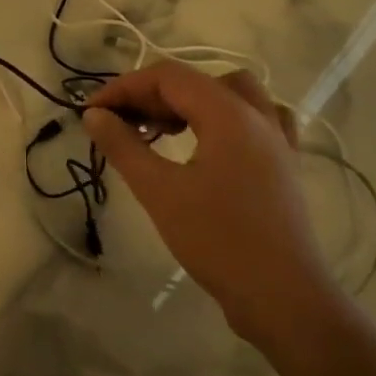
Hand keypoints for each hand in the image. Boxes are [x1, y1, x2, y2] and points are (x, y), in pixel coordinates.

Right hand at [82, 62, 333, 347]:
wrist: (282, 297)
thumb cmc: (217, 241)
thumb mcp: (159, 192)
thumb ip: (124, 146)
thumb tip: (94, 115)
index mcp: (229, 114)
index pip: (168, 78)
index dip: (124, 87)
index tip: (92, 112)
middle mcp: (258, 116)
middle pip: (197, 82)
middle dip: (152, 95)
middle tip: (119, 124)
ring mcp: (277, 141)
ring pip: (231, 95)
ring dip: (190, 102)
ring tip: (161, 130)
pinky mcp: (283, 165)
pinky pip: (256, 121)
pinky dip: (226, 119)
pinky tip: (209, 142)